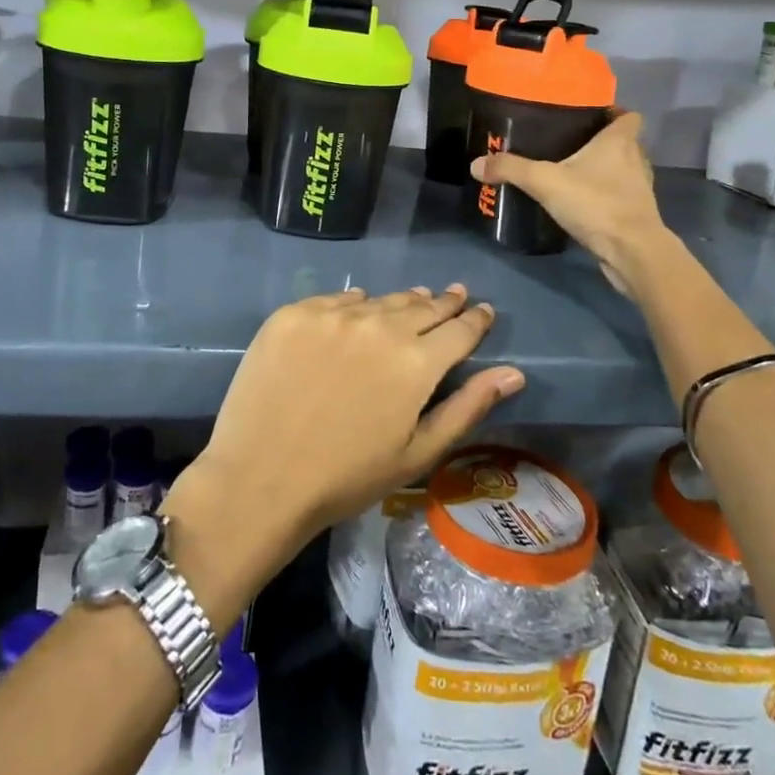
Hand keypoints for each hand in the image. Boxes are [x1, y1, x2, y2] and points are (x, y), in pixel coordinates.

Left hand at [166, 286, 521, 567]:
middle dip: (443, 303)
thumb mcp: (417, 452)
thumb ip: (468, 407)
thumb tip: (514, 373)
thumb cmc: (347, 477)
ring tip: (413, 301)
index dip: (476, 319)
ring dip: (401, 302)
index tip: (482, 311)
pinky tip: (358, 311)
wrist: (260, 478)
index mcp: (416, 361)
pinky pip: (337, 300)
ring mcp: (332, 315)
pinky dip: (354, 306)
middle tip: (454, 296)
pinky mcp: (294, 313)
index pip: (460, 329)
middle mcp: (379, 325)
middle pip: (422, 306)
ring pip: (380, 300)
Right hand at [470, 110, 679, 296]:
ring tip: (572, 172)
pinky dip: (604, 195)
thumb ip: (511, 169)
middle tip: (569, 143)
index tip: (589, 116)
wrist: (632, 252)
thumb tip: (476, 164)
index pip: (628, 115)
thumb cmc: (595, 203)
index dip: (613, 112)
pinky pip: (619, 195)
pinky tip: (581, 202)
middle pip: (624, 142)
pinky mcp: (636, 214)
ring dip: (604, 170)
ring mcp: (639, 189)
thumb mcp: (545, 181)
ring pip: (622, 170)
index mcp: (620, 141)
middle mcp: (635, 160)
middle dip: (601, 141)